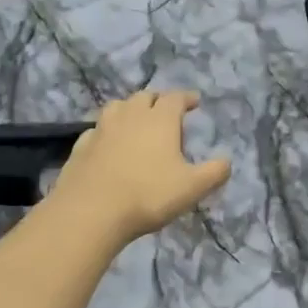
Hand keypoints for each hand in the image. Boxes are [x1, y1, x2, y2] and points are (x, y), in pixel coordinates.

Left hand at [48, 91, 230, 244]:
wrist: (91, 211)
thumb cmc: (148, 195)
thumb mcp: (192, 187)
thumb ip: (214, 172)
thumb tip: (227, 161)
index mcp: (160, 120)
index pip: (175, 98)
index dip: (187, 98)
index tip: (195, 102)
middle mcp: (130, 116)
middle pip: (144, 96)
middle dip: (158, 101)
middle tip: (166, 113)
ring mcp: (102, 129)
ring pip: (117, 107)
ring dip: (130, 110)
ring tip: (137, 122)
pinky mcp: (81, 146)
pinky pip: (97, 130)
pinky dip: (107, 131)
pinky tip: (109, 144)